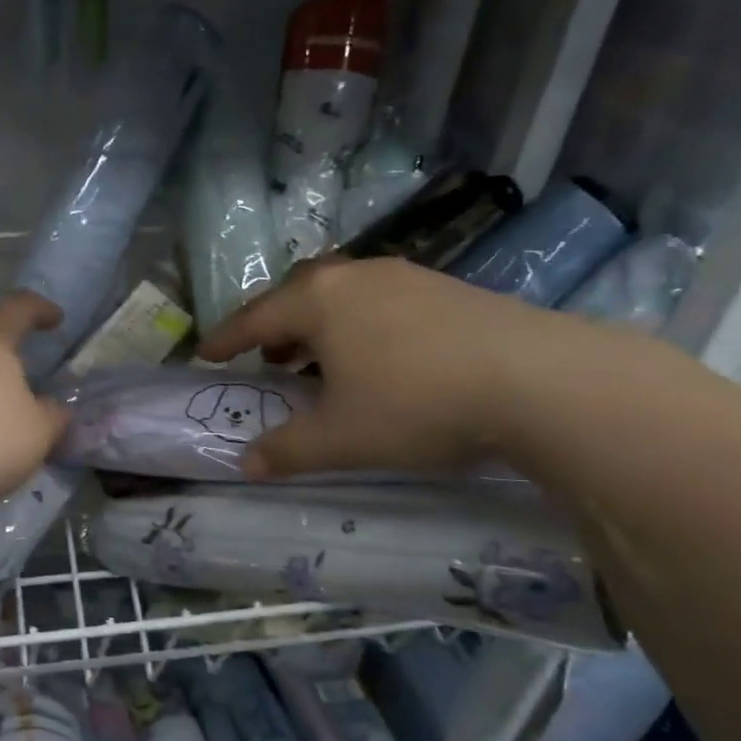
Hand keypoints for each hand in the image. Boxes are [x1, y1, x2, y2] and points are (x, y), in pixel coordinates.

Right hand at [197, 257, 585, 477]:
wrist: (537, 379)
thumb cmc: (415, 403)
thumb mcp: (341, 438)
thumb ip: (287, 449)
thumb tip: (246, 463)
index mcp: (318, 301)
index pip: (254, 318)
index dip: (225, 339)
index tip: (203, 353)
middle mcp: (355, 277)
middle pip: (297, 293)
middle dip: (274, 325)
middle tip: (266, 357)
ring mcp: (405, 277)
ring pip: (342, 294)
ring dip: (318, 324)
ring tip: (319, 360)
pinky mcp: (446, 288)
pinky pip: (380, 301)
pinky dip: (359, 325)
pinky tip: (379, 358)